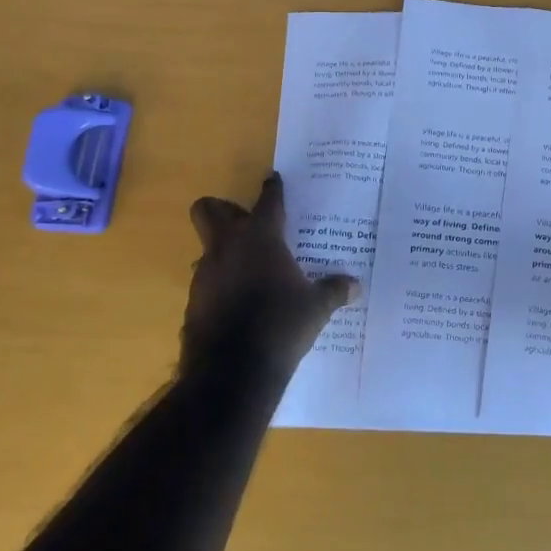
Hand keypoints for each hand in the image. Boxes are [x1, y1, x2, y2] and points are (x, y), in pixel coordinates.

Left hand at [182, 173, 359, 382]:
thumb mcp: (316, 308)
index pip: (267, 201)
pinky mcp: (194, 301)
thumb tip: (356, 285)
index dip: (272, 189)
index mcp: (260, 237)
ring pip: (207, 247)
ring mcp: (205, 273)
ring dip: (223, 252)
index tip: (274, 179)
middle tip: (243, 219)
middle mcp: (227, 246)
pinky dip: (221, 284)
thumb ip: (334, 291)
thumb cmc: (280, 325)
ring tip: (248, 270)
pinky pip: (207, 281)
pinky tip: (239, 302)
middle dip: (221, 208)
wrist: (232, 370)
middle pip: (209, 209)